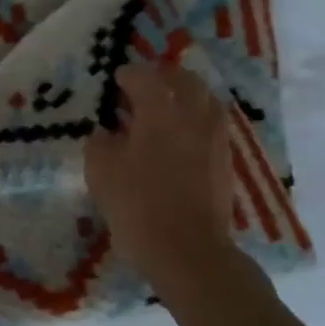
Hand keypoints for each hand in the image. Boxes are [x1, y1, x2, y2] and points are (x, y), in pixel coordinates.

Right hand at [85, 63, 248, 292]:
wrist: (187, 250)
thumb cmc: (137, 205)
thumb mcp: (100, 171)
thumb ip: (100, 142)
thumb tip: (106, 132)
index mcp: (160, 112)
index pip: (145, 78)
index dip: (128, 75)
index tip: (115, 80)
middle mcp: (192, 116)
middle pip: (185, 80)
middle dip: (164, 75)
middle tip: (145, 84)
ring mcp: (214, 138)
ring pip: (206, 100)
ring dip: (186, 94)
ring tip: (167, 106)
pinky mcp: (224, 161)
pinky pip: (212, 124)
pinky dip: (197, 119)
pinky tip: (181, 135)